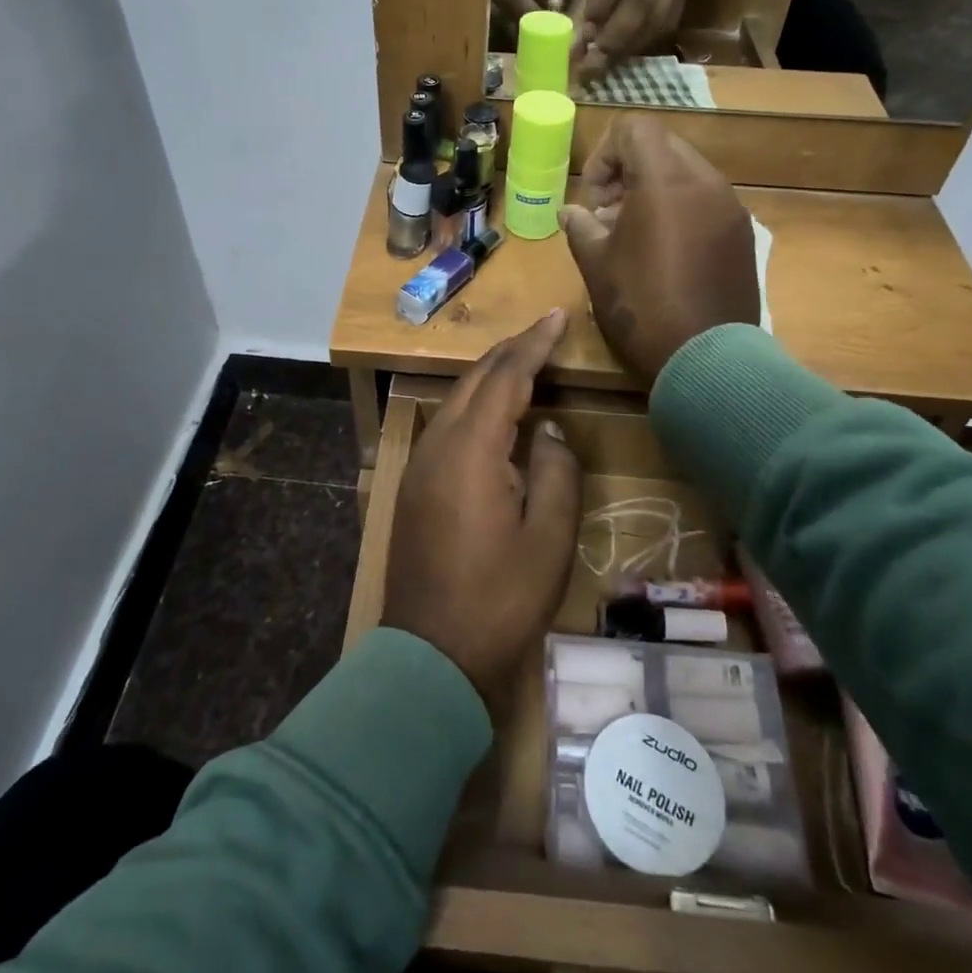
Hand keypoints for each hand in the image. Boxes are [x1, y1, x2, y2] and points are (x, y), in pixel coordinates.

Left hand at [382, 311, 582, 709]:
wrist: (431, 655)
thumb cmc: (500, 599)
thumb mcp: (549, 539)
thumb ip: (555, 471)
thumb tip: (547, 430)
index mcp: (471, 449)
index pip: (506, 377)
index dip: (534, 344)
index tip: (558, 317)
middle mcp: (437, 444)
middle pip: (476, 380)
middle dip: (511, 351)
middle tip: (545, 333)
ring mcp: (419, 464)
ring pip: (457, 400)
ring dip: (491, 377)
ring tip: (525, 363)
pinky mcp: (413, 484)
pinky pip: (447, 425)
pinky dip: (475, 405)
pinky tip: (493, 415)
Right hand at [559, 115, 758, 385]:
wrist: (707, 361)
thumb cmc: (642, 307)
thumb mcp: (596, 265)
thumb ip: (580, 227)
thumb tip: (571, 212)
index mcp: (666, 181)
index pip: (635, 128)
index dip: (604, 155)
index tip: (593, 198)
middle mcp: (706, 182)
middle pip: (662, 146)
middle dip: (628, 171)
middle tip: (608, 214)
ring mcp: (731, 208)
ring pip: (686, 173)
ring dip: (654, 190)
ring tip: (633, 236)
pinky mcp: (743, 235)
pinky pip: (706, 201)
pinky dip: (680, 210)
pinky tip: (664, 252)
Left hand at [568, 0, 684, 82]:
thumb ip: (580, 10)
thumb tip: (571, 48)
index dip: (600, 0)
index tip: (586, 27)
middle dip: (614, 33)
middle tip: (593, 57)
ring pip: (653, 20)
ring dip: (625, 46)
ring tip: (601, 63)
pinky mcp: (678, 10)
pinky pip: (659, 33)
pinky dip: (636, 49)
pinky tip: (618, 58)